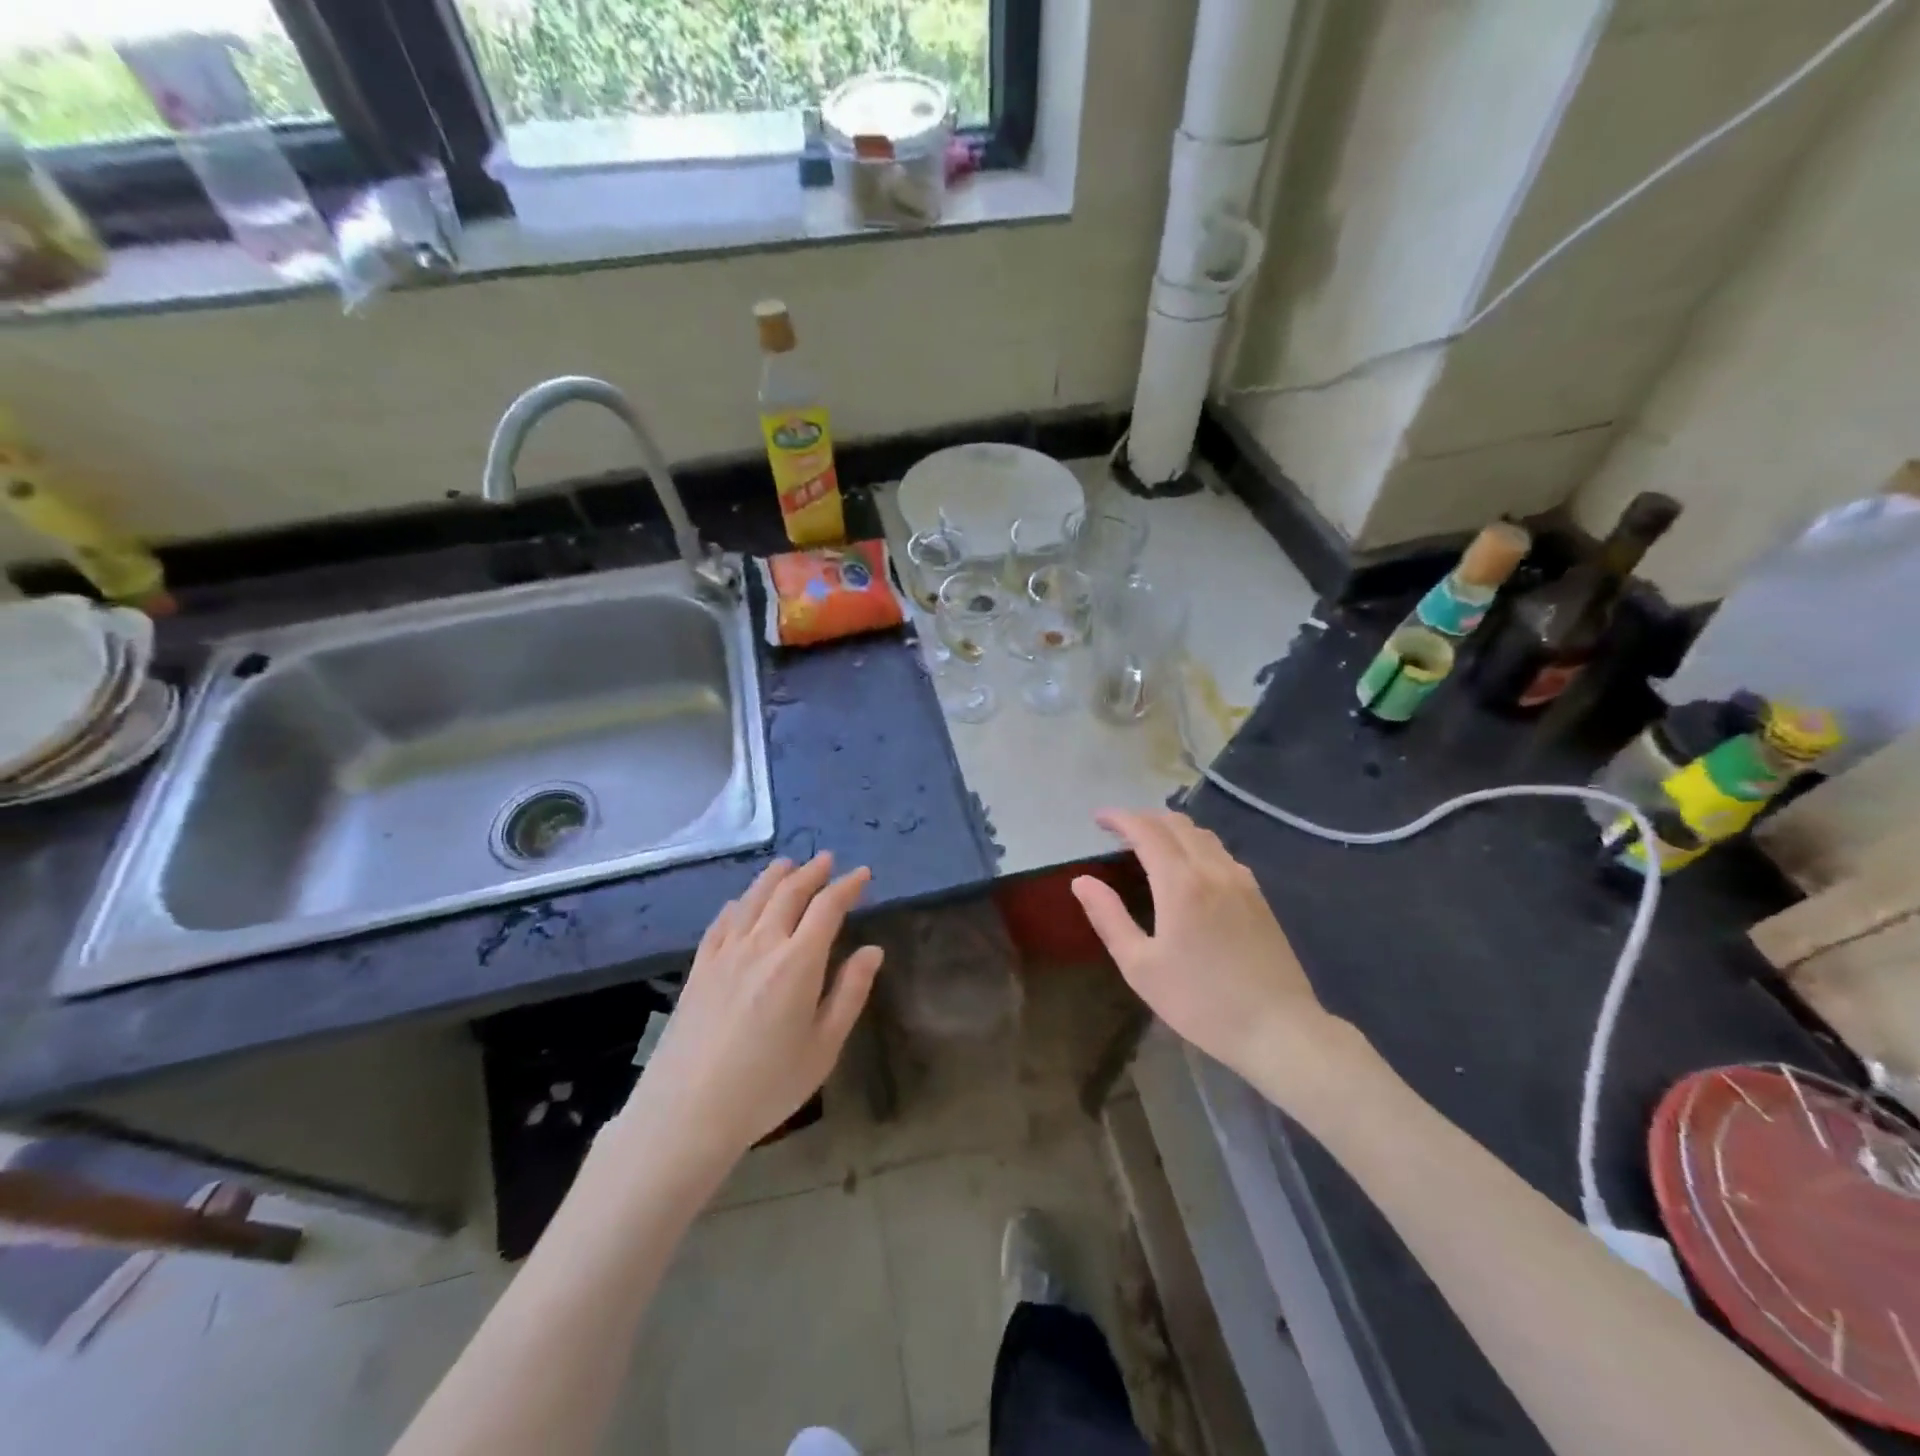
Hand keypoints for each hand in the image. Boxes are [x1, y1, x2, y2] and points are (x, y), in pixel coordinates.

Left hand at [620, 854, 882, 1173]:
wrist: (687, 1111)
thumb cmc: (767, 1084)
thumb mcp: (824, 1046)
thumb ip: (850, 993)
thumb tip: (872, 950)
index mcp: (798, 961)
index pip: (828, 907)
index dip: (847, 886)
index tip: (863, 874)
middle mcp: (762, 944)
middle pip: (788, 893)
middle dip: (812, 873)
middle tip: (826, 860)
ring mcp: (725, 953)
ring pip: (752, 899)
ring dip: (774, 878)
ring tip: (787, 864)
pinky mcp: (699, 968)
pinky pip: (721, 922)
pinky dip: (736, 904)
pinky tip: (739, 903)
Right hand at [1072, 810, 1349, 1094]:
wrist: (1278, 1029)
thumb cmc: (1200, 1002)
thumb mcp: (1140, 967)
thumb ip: (1109, 918)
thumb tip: (1082, 881)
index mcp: (1181, 883)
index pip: (1146, 831)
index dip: (1120, 818)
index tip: (1097, 818)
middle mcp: (1213, 870)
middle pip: (1177, 824)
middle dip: (1145, 818)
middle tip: (1119, 831)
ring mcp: (1242, 881)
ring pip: (1203, 835)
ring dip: (1172, 829)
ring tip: (1151, 844)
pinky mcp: (1259, 897)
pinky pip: (1222, 853)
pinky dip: (1196, 845)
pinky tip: (1190, 868)